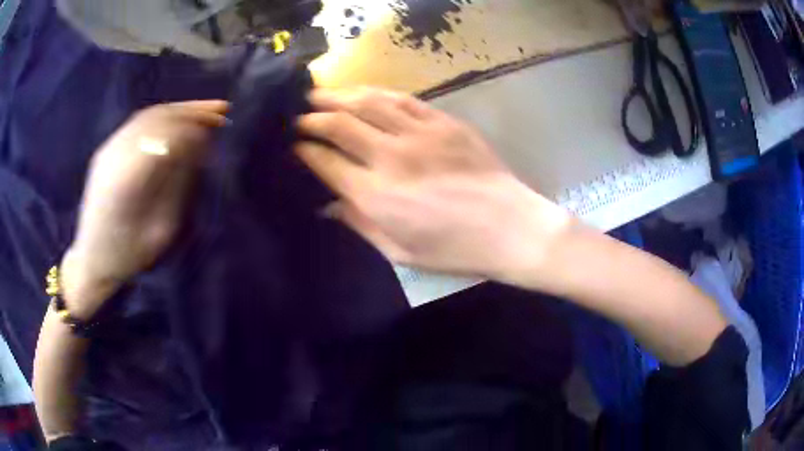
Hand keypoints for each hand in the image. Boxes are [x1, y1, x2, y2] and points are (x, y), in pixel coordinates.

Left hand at [62, 100, 228, 318]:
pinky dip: (164, 115)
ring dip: (180, 110)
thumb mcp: (160, 230)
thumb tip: (199, 148)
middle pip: (157, 119)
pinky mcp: (106, 149)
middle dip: (191, 112)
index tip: (219, 129)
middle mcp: (114, 156)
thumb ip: (177, 186)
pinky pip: (138, 122)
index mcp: (125, 181)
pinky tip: (181, 118)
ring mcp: (108, 149)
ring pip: (148, 115)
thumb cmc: (128, 255)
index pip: (163, 137)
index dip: (193, 128)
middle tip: (222, 111)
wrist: (92, 260)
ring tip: (208, 109)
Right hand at [295, 88, 572, 283]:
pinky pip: (403, 99)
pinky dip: (377, 93)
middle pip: (340, 125)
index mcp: (376, 196)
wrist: (509, 227)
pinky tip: (363, 92)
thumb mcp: (400, 251)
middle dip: (312, 118)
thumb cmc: (454, 249)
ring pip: (368, 103)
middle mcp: (391, 158)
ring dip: (339, 96)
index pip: (326, 163)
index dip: (304, 151)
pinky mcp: (443, 122)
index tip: (293, 146)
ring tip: (319, 94)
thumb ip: (359, 224)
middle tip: (297, 115)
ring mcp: (419, 134)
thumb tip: (327, 206)